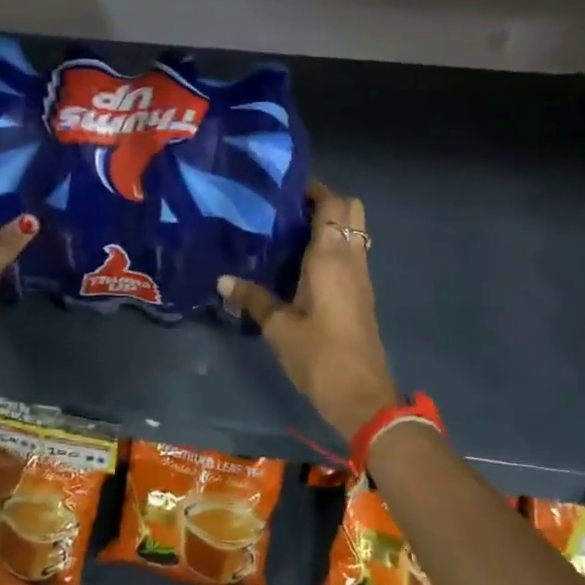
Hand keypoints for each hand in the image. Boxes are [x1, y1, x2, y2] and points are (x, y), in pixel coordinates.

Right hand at [218, 183, 397, 440]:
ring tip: (289, 232)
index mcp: (331, 256)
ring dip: (330, 223)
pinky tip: (301, 263)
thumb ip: (252, 298)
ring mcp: (361, 275)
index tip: (281, 189)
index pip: (331, 203)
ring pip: (354, 230)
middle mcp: (351, 257)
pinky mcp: (362, 293)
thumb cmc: (319, 355)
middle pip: (351, 209)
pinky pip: (351, 252)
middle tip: (287, 211)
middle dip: (324, 201)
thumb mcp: (278, 327)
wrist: (361, 395)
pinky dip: (332, 245)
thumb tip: (222, 279)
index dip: (311, 189)